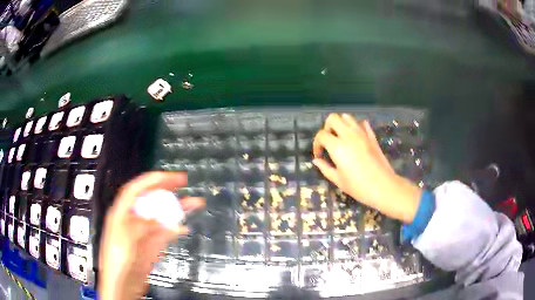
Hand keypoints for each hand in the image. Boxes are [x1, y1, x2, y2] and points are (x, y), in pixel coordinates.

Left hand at [98, 172, 204, 299]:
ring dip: (176, 208)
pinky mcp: (153, 244)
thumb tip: (158, 218)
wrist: (123, 284)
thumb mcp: (125, 240)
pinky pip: (166, 232)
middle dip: (166, 188)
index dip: (153, 180)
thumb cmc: (117, 261)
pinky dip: (176, 228)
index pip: (137, 189)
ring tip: (194, 203)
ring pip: (161, 215)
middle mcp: (134, 218)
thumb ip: (141, 226)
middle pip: (150, 198)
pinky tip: (185, 226)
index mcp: (122, 212)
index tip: (171, 178)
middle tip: (183, 183)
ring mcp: (145, 231)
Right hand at [313, 113, 421, 222]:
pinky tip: (356, 137)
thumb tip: (316, 161)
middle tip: (329, 141)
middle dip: (327, 127)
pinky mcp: (372, 137)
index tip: (320, 155)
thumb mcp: (338, 180)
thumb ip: (325, 168)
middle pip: (333, 118)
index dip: (317, 144)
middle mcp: (348, 135)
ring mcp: (362, 134)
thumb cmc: (358, 187)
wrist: (383, 187)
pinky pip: (363, 124)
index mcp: (337, 146)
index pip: (321, 135)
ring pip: (348, 117)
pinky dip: (357, 127)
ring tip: (341, 138)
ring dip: (341, 124)